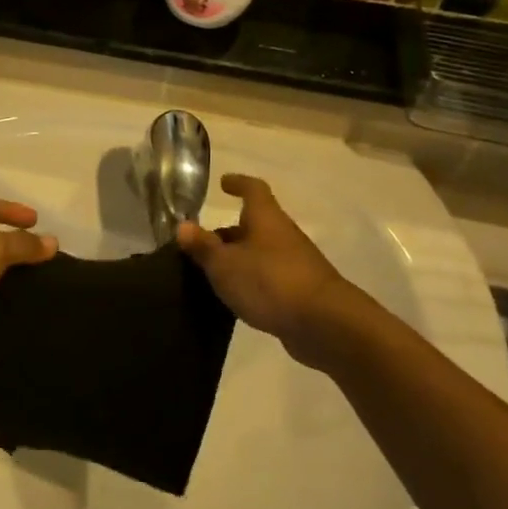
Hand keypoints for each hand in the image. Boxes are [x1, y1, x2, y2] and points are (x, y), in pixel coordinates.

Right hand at [177, 174, 378, 365]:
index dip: (238, 183)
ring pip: (260, 253)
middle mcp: (282, 234)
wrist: (324, 324)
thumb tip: (183, 225)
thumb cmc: (269, 282)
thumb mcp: (225, 264)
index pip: (253, 189)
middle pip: (254, 225)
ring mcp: (295, 263)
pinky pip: (269, 277)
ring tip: (211, 274)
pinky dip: (251, 281)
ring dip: (238, 259)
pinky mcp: (300, 291)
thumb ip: (203, 246)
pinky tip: (235, 298)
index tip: (223, 183)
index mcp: (266, 218)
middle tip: (202, 244)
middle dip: (228, 232)